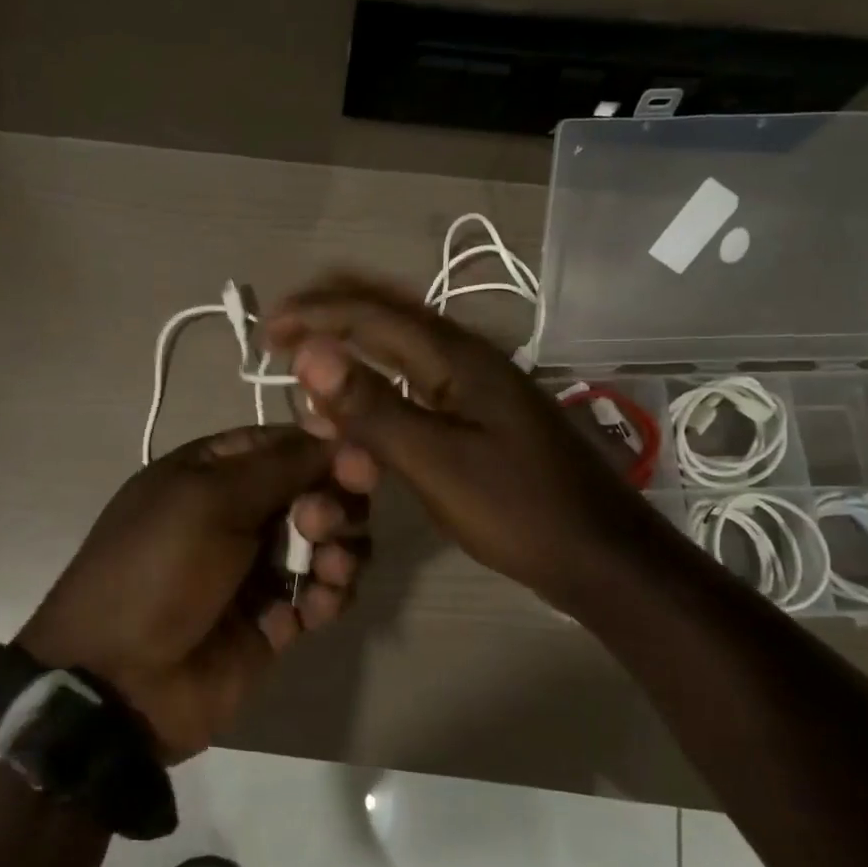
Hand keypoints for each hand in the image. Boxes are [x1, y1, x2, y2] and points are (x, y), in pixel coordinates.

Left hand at [18, 425, 375, 762]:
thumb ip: (279, 466)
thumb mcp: (209, 499)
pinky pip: (322, 594)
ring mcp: (259, 568)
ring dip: (340, 550)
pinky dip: (329, 596)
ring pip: (328, 544)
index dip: (327, 451)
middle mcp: (241, 513)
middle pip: (316, 491)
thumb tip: (337, 434)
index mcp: (214, 472)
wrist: (120, 679)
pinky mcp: (276, 619)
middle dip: (332, 504)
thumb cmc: (157, 568)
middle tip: (318, 525)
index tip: (360, 465)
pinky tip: (317, 607)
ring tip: (328, 571)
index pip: (286, 445)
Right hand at [263, 273, 647, 609]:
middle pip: (387, 312)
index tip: (266, 330)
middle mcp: (466, 355)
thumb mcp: (435, 462)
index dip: (314, 314)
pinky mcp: (480, 410)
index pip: (370, 313)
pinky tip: (359, 404)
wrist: (601, 554)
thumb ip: (372, 407)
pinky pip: (414, 376)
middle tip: (280, 334)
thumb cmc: (517, 510)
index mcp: (456, 357)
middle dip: (330, 313)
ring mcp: (477, 382)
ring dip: (351, 345)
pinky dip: (375, 379)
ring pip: (400, 344)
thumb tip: (309, 353)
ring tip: (308, 368)